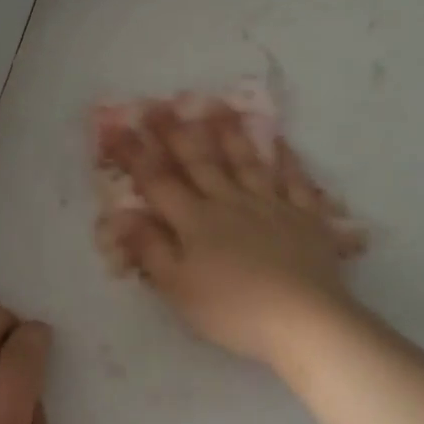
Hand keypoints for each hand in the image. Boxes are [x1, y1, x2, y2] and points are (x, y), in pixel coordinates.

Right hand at [99, 104, 359, 364]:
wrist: (303, 318)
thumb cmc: (233, 309)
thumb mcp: (178, 287)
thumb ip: (150, 249)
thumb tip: (122, 215)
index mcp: (196, 221)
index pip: (158, 181)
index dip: (136, 155)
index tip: (117, 128)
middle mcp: (231, 202)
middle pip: (200, 162)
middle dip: (176, 133)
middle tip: (160, 105)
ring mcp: (271, 206)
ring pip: (246, 162)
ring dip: (230, 135)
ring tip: (218, 107)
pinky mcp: (306, 218)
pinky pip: (295, 181)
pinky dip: (287, 160)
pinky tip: (280, 143)